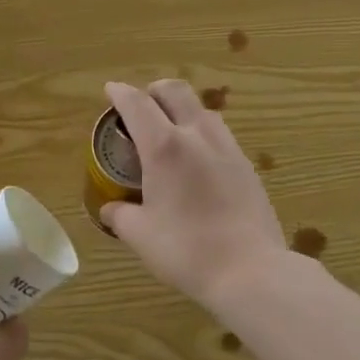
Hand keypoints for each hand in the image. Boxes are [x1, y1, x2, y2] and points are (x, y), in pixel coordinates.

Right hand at [102, 79, 286, 315]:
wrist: (250, 269)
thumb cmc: (187, 250)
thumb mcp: (141, 236)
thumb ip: (120, 216)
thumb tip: (109, 209)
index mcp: (164, 146)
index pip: (137, 104)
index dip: (120, 92)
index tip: (110, 90)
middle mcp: (196, 135)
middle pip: (175, 91)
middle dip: (154, 90)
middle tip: (142, 105)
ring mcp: (227, 146)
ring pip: (201, 108)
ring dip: (181, 109)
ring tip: (170, 132)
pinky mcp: (246, 164)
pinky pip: (219, 132)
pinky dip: (201, 132)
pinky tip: (198, 159)